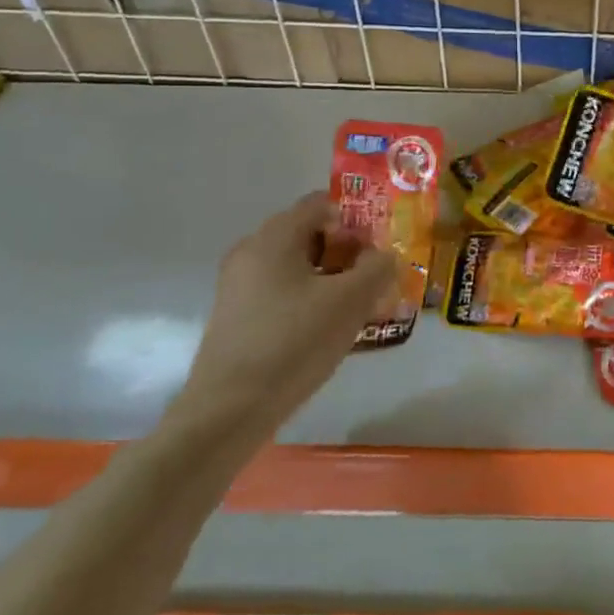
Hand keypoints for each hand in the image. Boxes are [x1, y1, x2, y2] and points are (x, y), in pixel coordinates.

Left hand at [173, 193, 397, 439]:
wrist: (229, 411)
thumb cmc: (294, 342)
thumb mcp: (351, 300)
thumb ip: (377, 268)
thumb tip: (384, 257)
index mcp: (275, 236)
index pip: (322, 204)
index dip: (357, 218)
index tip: (381, 247)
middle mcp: (251, 251)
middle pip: (310, 235)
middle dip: (349, 252)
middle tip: (377, 278)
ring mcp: (239, 286)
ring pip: (298, 267)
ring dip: (333, 279)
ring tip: (362, 307)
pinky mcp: (237, 316)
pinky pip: (283, 293)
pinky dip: (311, 300)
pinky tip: (331, 329)